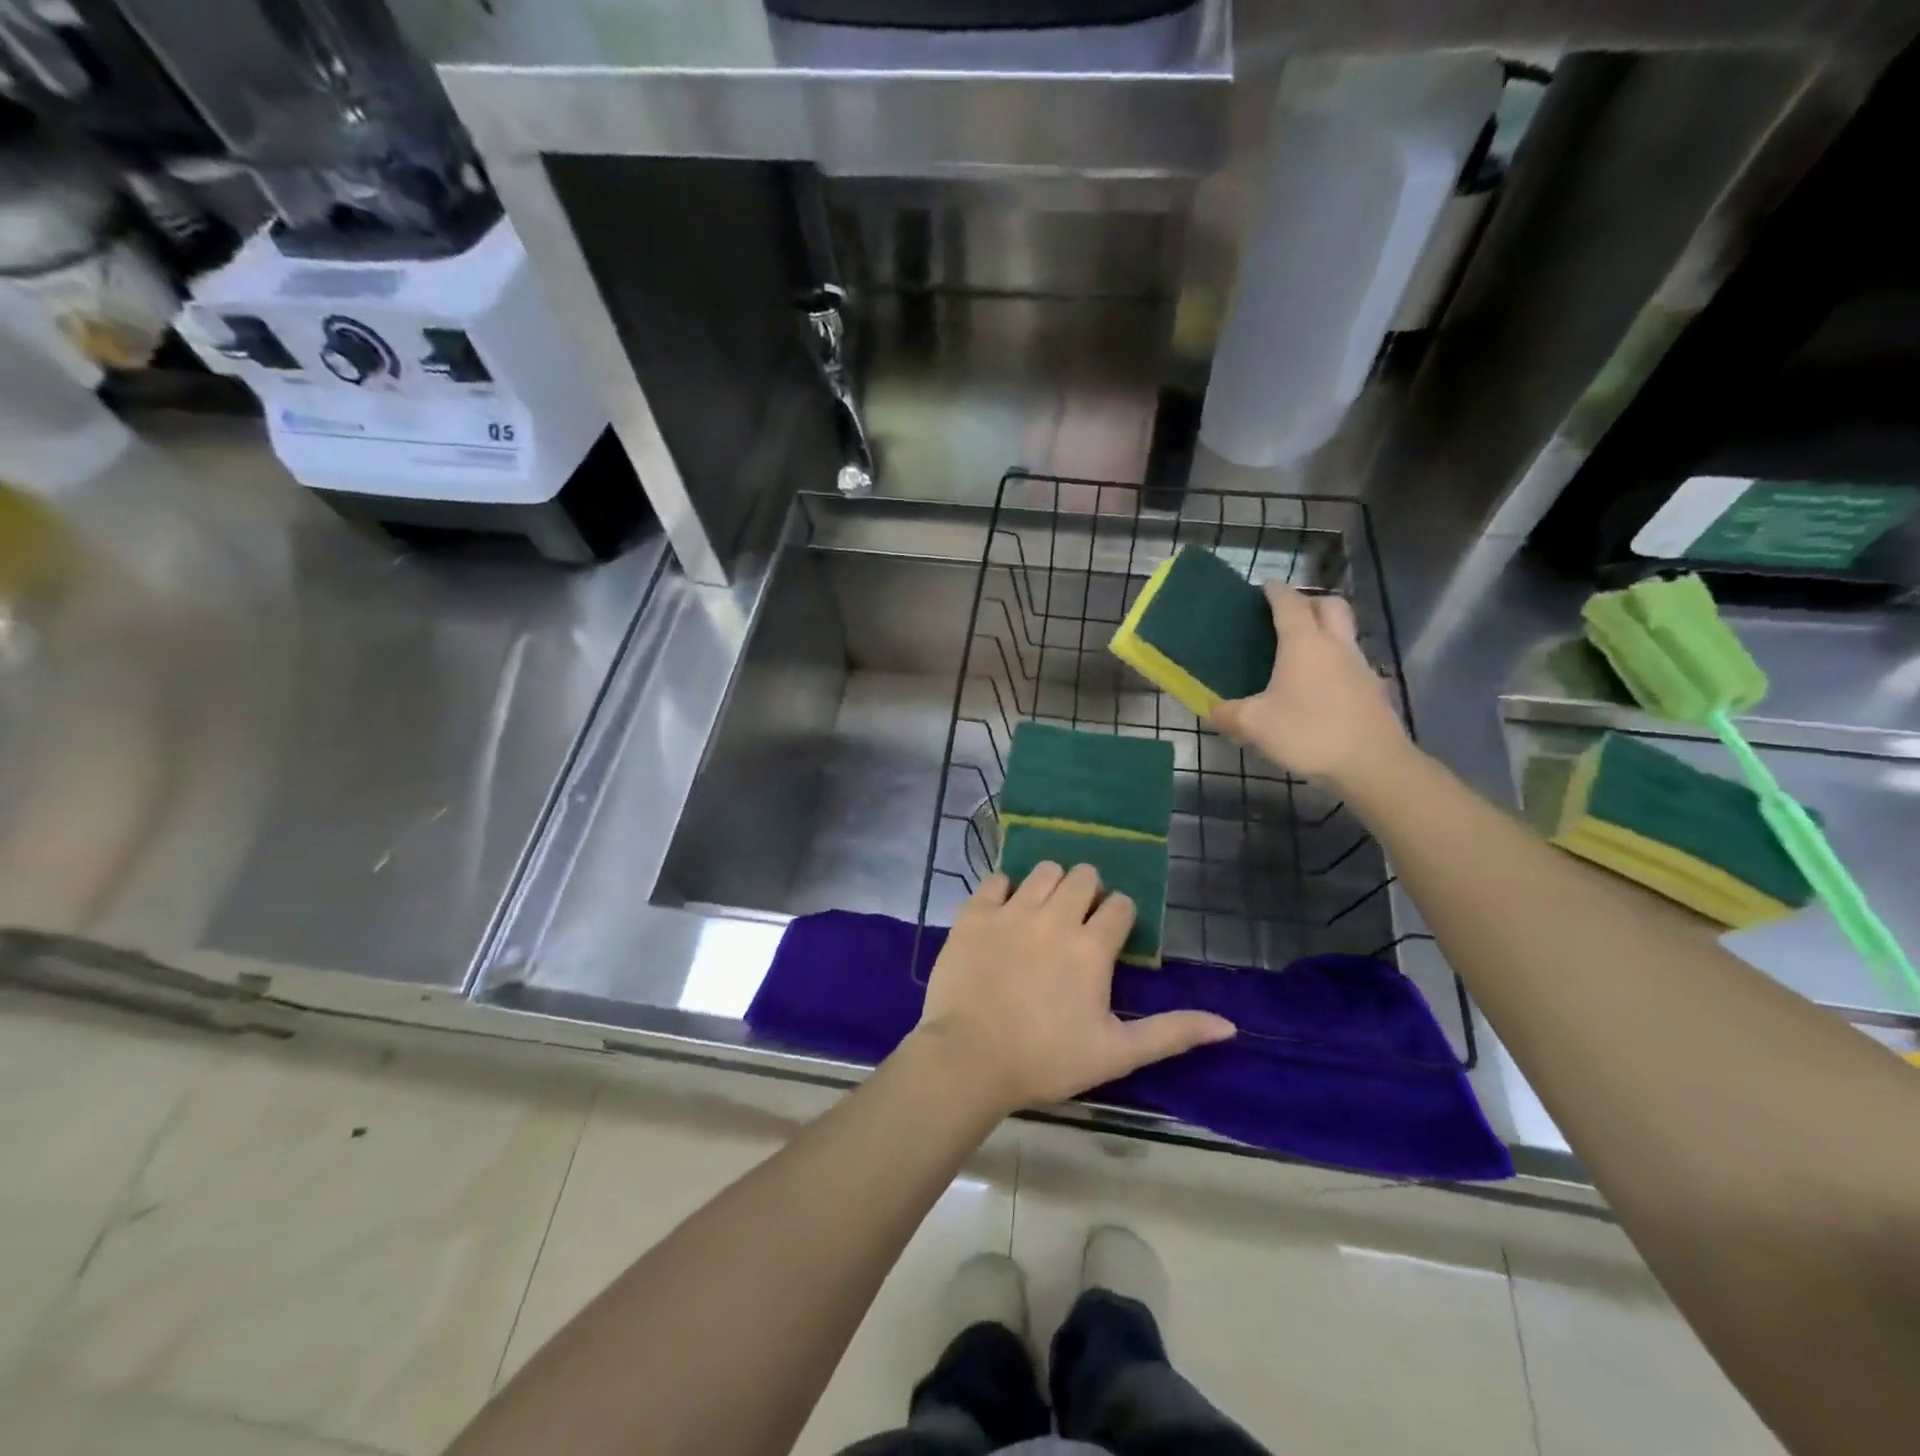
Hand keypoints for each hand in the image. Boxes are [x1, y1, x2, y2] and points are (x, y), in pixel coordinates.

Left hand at [910, 863, 1235, 1115]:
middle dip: (1088, 893)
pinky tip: (1004, 913)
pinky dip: (1004, 890)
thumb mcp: (1116, 1053)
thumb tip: (1230, 1025)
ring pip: (1043, 871)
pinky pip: (996, 879)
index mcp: (1091, 946)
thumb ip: (1172, 1033)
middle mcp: (1055, 916)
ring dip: (1051, 885)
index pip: (1121, 906)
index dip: (1119, 917)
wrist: (969, 1059)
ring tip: (1043, 914)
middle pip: (1083, 876)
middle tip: (1077, 923)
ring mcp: (1011, 910)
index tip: (1109, 938)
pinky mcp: (975, 913)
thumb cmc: (1046, 1059)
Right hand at [1209, 584, 1410, 787]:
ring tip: (1299, 653)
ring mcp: (1359, 666)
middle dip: (1309, 602)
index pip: (1289, 603)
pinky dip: (1333, 663)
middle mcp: (1335, 645)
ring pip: (1344, 633)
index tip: (1263, 588)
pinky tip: (1316, 687)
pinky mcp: (1371, 690)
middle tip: (1287, 615)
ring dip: (1324, 631)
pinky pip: (1350, 662)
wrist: (1371, 764)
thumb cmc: (1308, 732)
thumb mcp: (1254, 725)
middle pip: (1329, 605)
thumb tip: (1212, 710)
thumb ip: (1228, 714)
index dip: (1275, 591)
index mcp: (1304, 643)